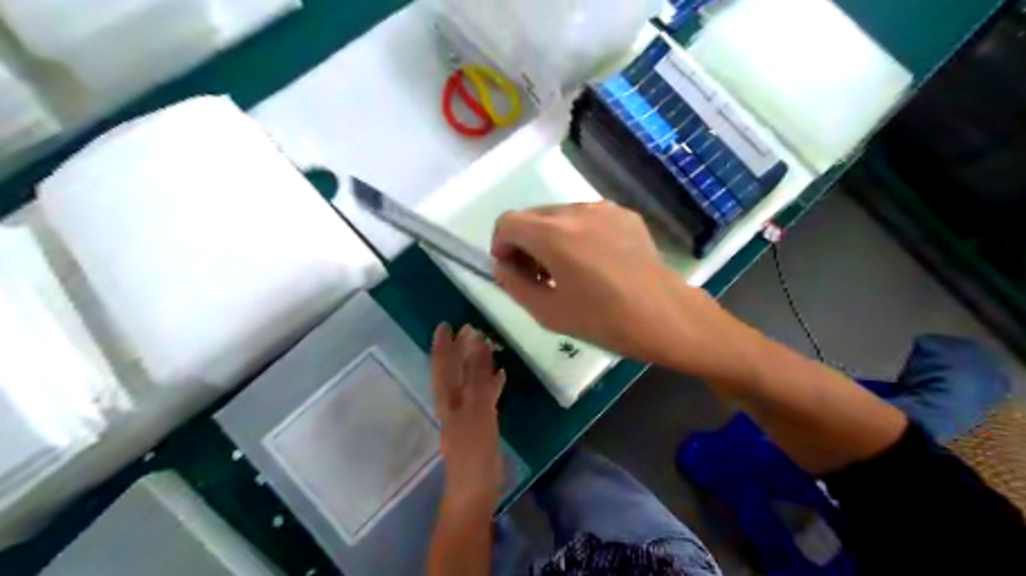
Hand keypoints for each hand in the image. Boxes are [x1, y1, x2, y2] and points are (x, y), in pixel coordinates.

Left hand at [429, 323, 504, 503]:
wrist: (475, 488)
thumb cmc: (473, 449)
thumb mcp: (477, 408)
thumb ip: (478, 375)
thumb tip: (477, 341)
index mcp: (448, 397)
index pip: (442, 364)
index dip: (442, 344)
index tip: (445, 324)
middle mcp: (453, 401)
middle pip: (455, 370)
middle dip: (461, 349)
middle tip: (471, 328)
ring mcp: (466, 412)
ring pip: (469, 380)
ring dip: (476, 362)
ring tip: (488, 344)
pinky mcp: (480, 422)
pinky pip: (484, 394)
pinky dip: (490, 382)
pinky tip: (502, 375)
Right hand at [491, 201, 746, 374]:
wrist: (666, 317)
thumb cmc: (604, 320)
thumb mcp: (548, 312)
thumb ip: (513, 284)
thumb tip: (502, 267)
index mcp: (553, 234)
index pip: (507, 222)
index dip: (500, 246)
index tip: (512, 270)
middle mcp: (576, 210)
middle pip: (532, 216)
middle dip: (525, 242)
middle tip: (538, 275)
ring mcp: (604, 209)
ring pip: (559, 215)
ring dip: (551, 238)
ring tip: (568, 270)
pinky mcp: (625, 215)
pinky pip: (587, 218)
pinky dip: (577, 235)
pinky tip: (595, 263)